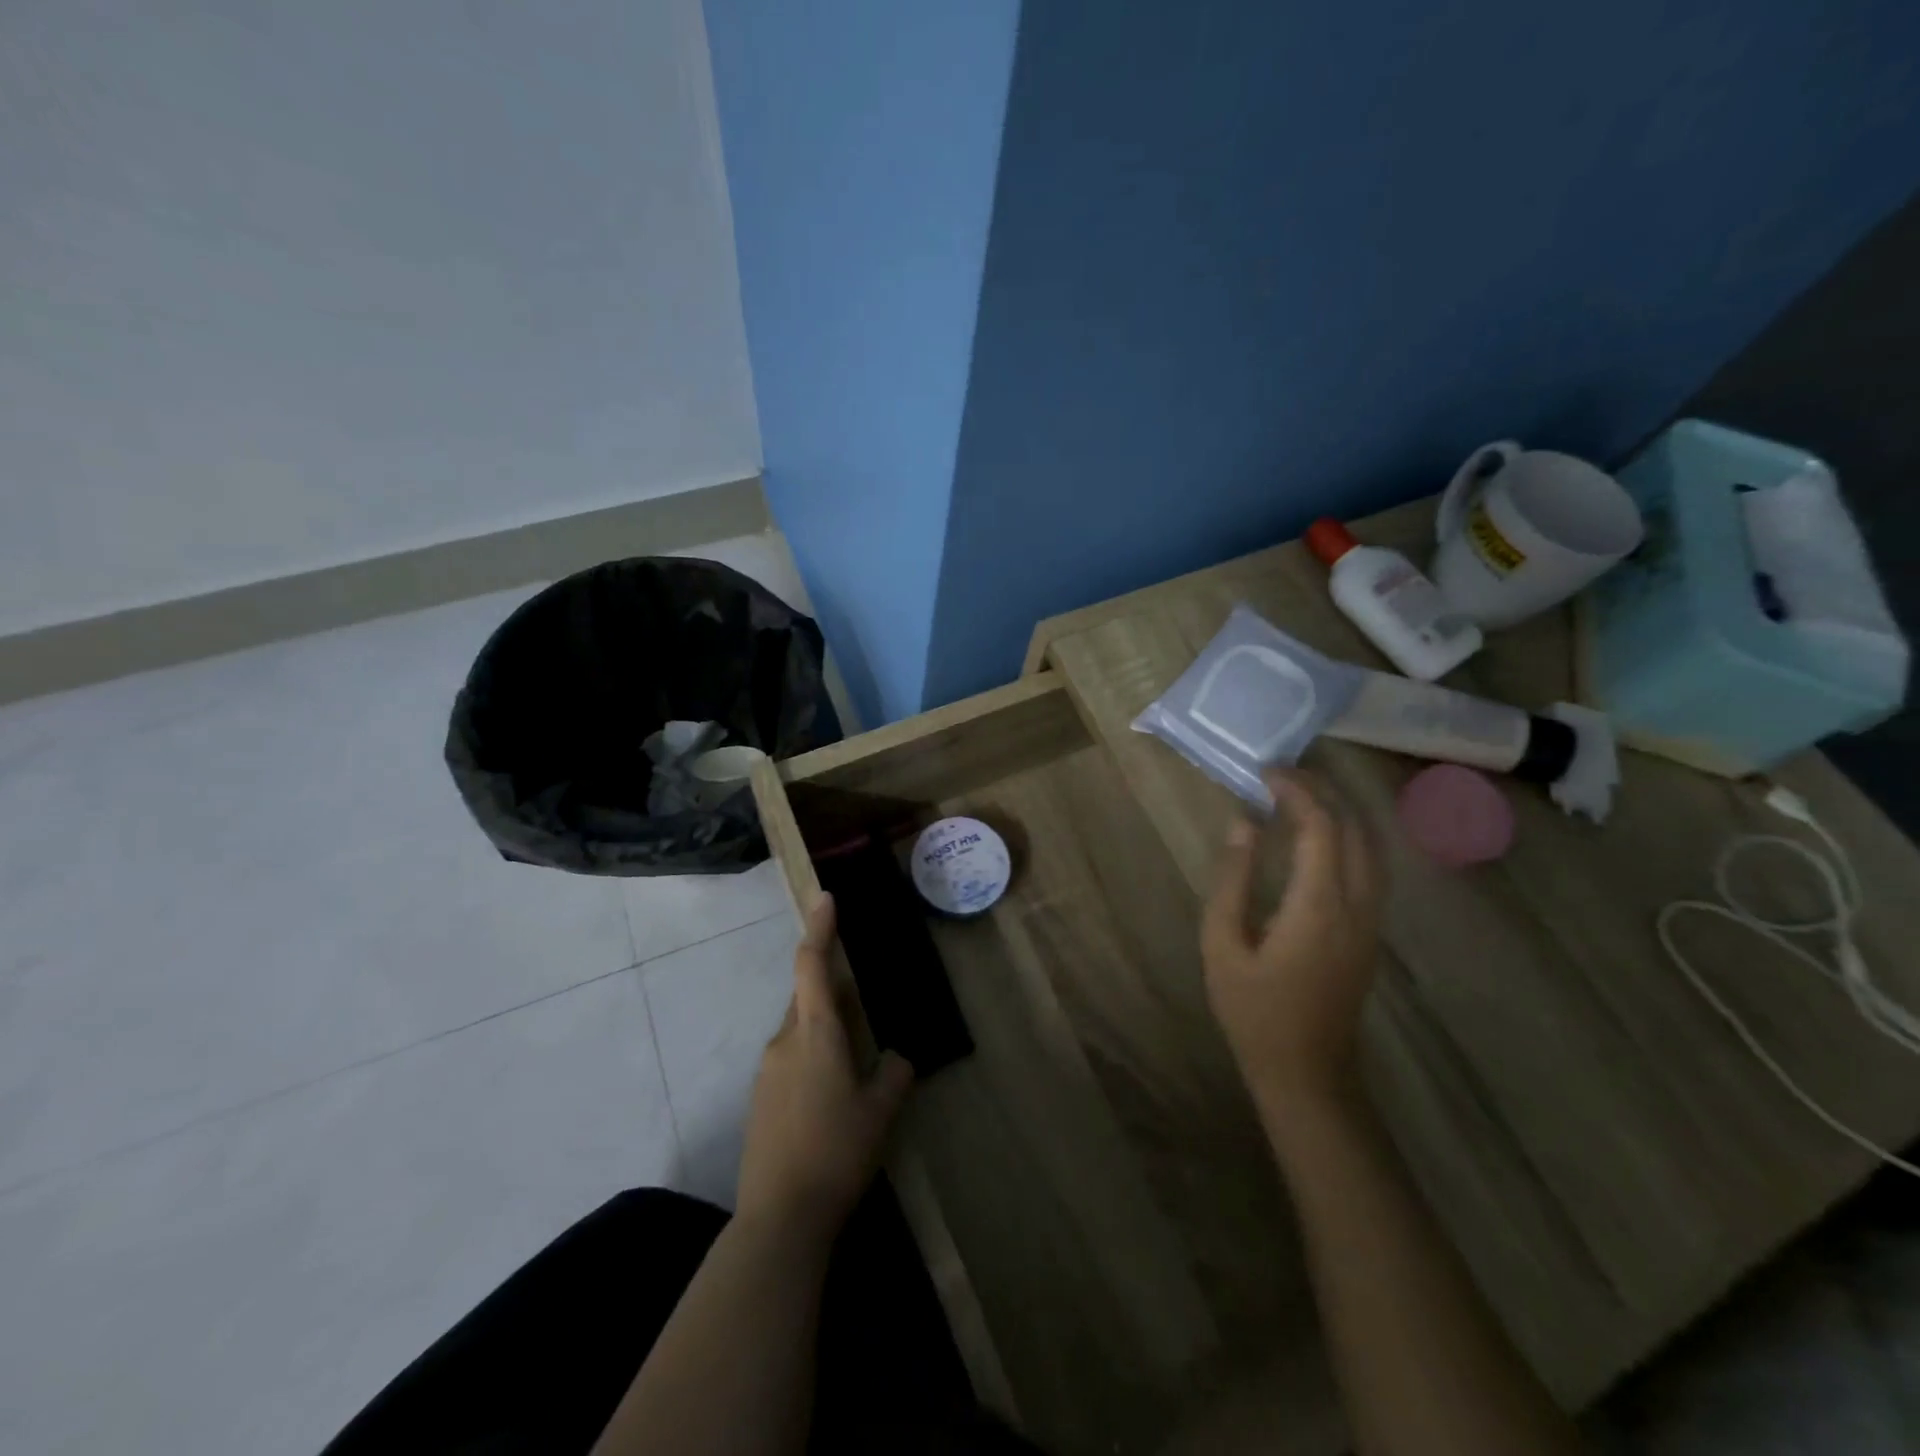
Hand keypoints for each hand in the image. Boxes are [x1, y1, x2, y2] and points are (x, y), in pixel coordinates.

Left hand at [736, 894, 914, 1240]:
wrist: (780, 1217)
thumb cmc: (837, 1152)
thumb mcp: (881, 1112)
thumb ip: (894, 1074)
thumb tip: (897, 1058)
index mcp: (815, 1033)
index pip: (813, 965)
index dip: (820, 928)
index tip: (825, 898)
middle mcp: (784, 1041)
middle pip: (807, 998)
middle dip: (832, 993)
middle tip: (863, 1009)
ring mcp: (766, 1070)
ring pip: (798, 1031)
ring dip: (824, 1032)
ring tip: (853, 1067)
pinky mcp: (759, 1098)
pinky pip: (789, 1059)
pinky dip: (811, 1060)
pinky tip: (829, 1100)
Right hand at [1201, 768, 1384, 1119]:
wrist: (1305, 1071)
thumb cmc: (1253, 1010)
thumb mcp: (1222, 944)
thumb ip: (1232, 880)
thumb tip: (1242, 824)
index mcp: (1318, 906)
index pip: (1321, 827)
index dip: (1297, 791)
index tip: (1265, 772)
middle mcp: (1357, 905)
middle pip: (1355, 829)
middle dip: (1323, 792)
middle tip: (1281, 775)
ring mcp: (1371, 920)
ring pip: (1372, 847)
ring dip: (1341, 812)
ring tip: (1301, 795)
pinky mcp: (1371, 932)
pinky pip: (1371, 867)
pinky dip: (1349, 836)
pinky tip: (1320, 837)